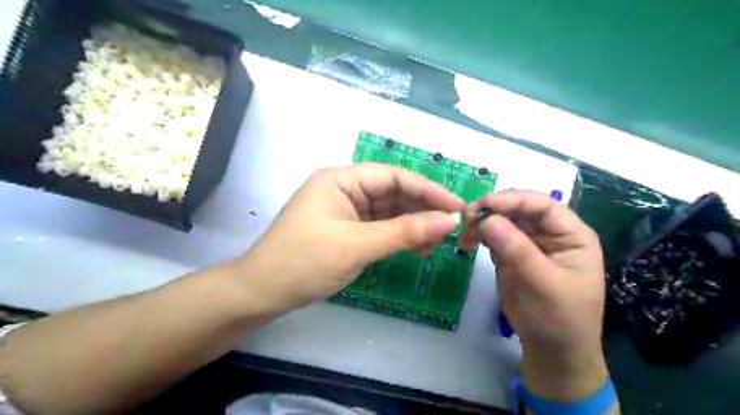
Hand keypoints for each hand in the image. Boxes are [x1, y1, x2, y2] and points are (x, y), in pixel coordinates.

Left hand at [241, 163, 463, 312]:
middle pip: (393, 193)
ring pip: (389, 212)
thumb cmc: (305, 262)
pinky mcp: (347, 229)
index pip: (394, 177)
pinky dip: (399, 237)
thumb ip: (405, 231)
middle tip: (452, 227)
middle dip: (422, 209)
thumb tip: (449, 221)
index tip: (457, 207)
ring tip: (438, 242)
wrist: (263, 292)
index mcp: (341, 179)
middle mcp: (344, 189)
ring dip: (413, 225)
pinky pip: (380, 228)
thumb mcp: (358, 245)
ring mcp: (346, 210)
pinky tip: (418, 248)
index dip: (428, 190)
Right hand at [461, 191, 606, 401]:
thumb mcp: (543, 284)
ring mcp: (528, 243)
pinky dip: (479, 236)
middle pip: (518, 209)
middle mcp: (549, 234)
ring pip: (502, 221)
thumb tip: (488, 220)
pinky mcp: (511, 255)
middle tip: (466, 219)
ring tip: (464, 236)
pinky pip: (493, 237)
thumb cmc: (560, 318)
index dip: (512, 200)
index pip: (541, 205)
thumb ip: (517, 251)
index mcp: (571, 235)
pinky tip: (469, 243)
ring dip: (481, 223)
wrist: (551, 351)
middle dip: (492, 211)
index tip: (483, 206)